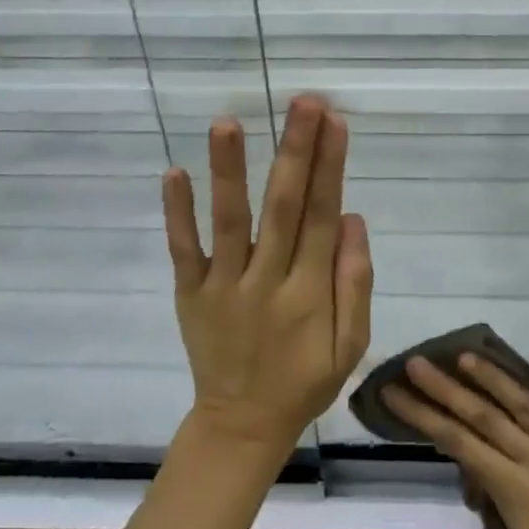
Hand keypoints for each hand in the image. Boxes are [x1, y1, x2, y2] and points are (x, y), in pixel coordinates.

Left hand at [163, 95, 372, 455]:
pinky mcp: (189, 294)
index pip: (321, 215)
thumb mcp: (351, 344)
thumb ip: (354, 282)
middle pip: (282, 206)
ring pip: (228, 221)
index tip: (335, 120)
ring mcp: (222, 286)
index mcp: (309, 292)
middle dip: (294, 150)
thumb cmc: (304, 380)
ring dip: (229, 170)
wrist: (241, 425)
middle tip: (303, 102)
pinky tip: (174, 173)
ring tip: (228, 122)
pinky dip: (177, 213)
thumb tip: (351, 218)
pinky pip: (182, 250)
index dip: (330, 166)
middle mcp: (265, 281)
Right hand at [382, 354, 528, 528]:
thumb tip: (472, 451)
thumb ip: (498, 488)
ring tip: (463, 355)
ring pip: (524, 404)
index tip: (397, 392)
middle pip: (484, 418)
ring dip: (492, 377)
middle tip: (415, 363)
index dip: (425, 416)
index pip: (460, 444)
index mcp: (515, 492)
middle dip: (445, 389)